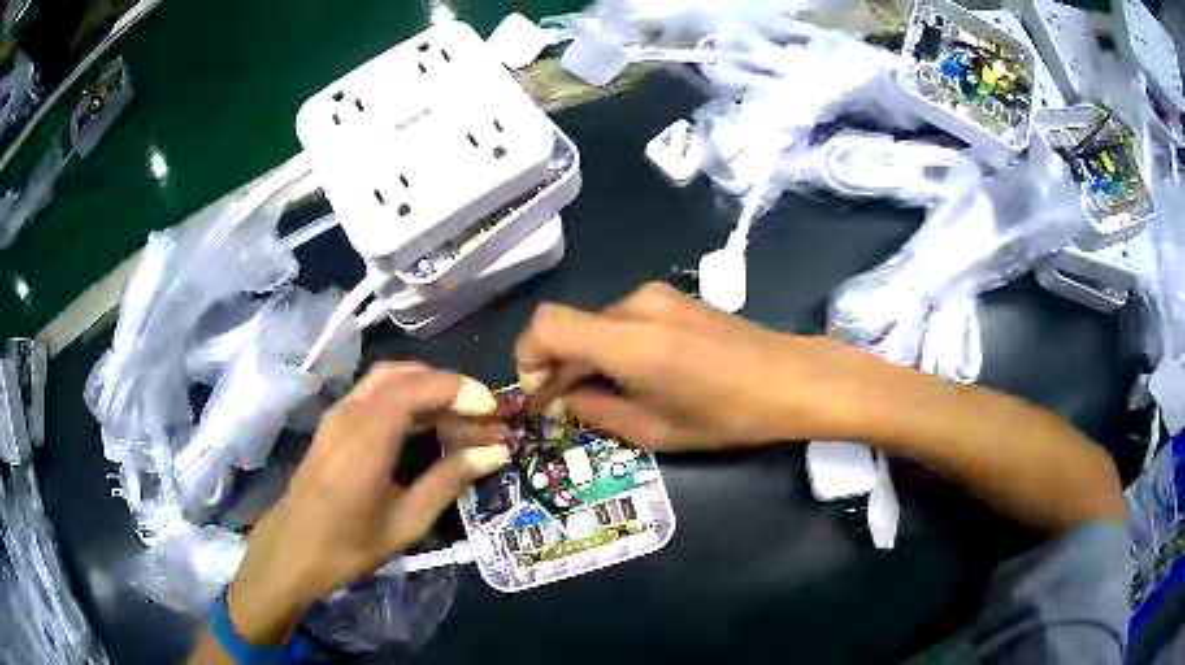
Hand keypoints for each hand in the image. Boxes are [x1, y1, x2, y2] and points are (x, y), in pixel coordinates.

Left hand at [225, 363, 510, 644]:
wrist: (295, 549)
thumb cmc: (350, 544)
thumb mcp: (407, 522)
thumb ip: (449, 481)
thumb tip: (494, 453)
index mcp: (366, 439)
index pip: (414, 389)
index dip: (456, 389)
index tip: (490, 407)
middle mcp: (349, 414)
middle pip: (401, 374)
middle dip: (445, 384)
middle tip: (479, 411)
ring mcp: (337, 414)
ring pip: (386, 379)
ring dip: (425, 387)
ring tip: (458, 415)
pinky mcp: (334, 422)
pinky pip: (374, 393)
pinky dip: (406, 396)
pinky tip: (424, 424)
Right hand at [515, 283, 883, 450]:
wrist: (791, 378)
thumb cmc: (729, 415)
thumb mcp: (657, 430)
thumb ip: (598, 412)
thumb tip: (564, 400)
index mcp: (630, 342)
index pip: (547, 326)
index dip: (528, 355)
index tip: (537, 391)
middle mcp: (635, 305)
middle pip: (568, 325)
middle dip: (555, 364)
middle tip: (560, 405)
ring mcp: (656, 295)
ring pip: (594, 323)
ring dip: (585, 356)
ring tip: (600, 395)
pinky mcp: (672, 297)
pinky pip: (621, 319)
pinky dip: (610, 346)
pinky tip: (631, 375)